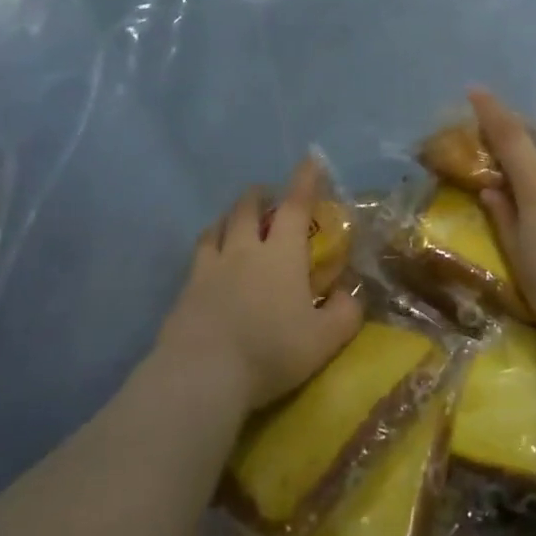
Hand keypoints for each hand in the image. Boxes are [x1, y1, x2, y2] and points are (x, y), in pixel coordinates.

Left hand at [156, 157, 363, 411]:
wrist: (202, 374)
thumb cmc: (271, 351)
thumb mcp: (324, 339)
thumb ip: (345, 313)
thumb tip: (350, 294)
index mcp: (281, 254)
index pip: (295, 206)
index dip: (305, 181)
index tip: (310, 160)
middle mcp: (243, 250)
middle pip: (247, 208)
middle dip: (259, 195)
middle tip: (267, 195)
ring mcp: (209, 268)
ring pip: (216, 227)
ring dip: (229, 217)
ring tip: (234, 221)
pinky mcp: (185, 291)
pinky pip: (198, 256)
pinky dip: (208, 247)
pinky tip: (209, 262)